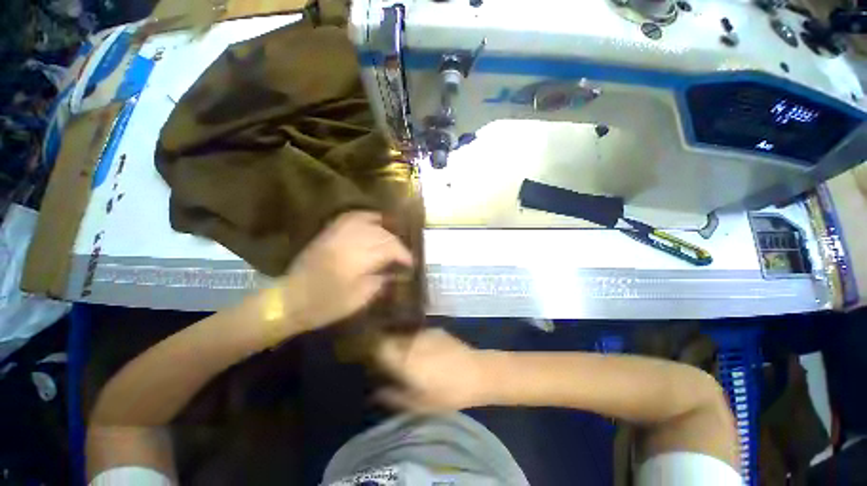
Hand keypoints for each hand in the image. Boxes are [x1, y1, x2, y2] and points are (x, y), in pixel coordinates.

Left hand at [277, 211, 412, 331]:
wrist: (290, 300)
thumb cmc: (326, 305)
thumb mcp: (358, 299)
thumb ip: (380, 282)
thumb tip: (395, 272)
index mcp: (357, 260)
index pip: (389, 248)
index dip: (403, 254)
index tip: (411, 263)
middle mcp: (348, 242)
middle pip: (381, 234)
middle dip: (396, 243)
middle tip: (403, 254)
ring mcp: (337, 235)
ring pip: (368, 223)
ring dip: (384, 229)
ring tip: (393, 236)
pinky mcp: (328, 233)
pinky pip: (350, 218)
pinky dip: (365, 216)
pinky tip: (374, 219)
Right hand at [374, 329, 492, 411]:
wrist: (478, 372)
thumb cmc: (448, 393)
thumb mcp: (418, 403)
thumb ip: (393, 397)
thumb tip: (374, 393)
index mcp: (403, 358)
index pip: (377, 345)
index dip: (368, 349)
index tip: (366, 358)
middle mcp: (410, 340)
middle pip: (388, 336)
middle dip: (382, 345)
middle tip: (383, 359)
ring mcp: (424, 332)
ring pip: (402, 333)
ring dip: (397, 341)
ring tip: (401, 355)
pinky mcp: (435, 329)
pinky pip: (416, 332)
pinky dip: (412, 339)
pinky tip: (421, 350)